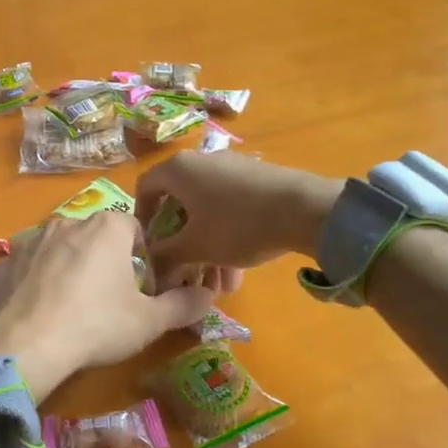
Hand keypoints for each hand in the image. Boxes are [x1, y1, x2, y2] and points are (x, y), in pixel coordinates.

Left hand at [0, 212, 213, 399]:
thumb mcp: (150, 321)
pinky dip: (33, 284)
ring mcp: (29, 241)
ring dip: (67, 269)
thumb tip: (208, 295)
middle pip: (94, 237)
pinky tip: (38, 313)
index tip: (142, 286)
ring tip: (71, 308)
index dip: (143, 256)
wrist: (27, 344)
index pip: (134, 228)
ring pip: (57, 250)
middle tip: (108, 300)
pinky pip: (26, 269)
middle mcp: (66, 222)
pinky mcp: (3, 264)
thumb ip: (183, 305)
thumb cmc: (97, 324)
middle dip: (104, 261)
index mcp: (105, 227)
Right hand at [136, 153, 343, 290]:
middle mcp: (201, 161)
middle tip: (185, 274)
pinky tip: (238, 271)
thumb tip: (151, 262)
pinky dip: (227, 236)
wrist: (306, 209)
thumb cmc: (236, 225)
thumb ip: (166, 254)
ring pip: (207, 212)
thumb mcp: (195, 246)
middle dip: (181, 245)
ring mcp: (232, 168)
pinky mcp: (257, 179)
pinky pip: (230, 208)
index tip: (148, 245)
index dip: (141, 218)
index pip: (145, 188)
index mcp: (178, 170)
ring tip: (219, 286)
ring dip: (207, 248)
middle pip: (179, 205)